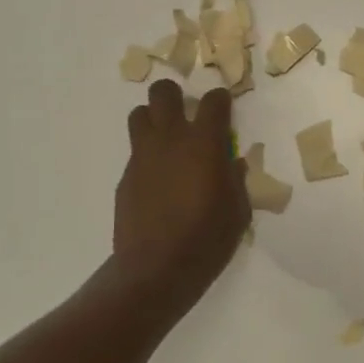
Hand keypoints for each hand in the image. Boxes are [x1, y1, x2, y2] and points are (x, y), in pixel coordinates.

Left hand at [113, 80, 250, 306]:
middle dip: (175, 95)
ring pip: (139, 114)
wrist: (156, 269)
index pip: (213, 101)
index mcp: (204, 143)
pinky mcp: (126, 177)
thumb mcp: (237, 211)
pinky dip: (147, 156)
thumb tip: (232, 164)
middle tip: (186, 113)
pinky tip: (157, 181)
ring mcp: (143, 156)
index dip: (221, 100)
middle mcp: (170, 140)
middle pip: (163, 93)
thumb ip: (236, 180)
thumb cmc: (207, 239)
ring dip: (153, 119)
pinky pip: (135, 152)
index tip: (224, 109)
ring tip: (166, 139)